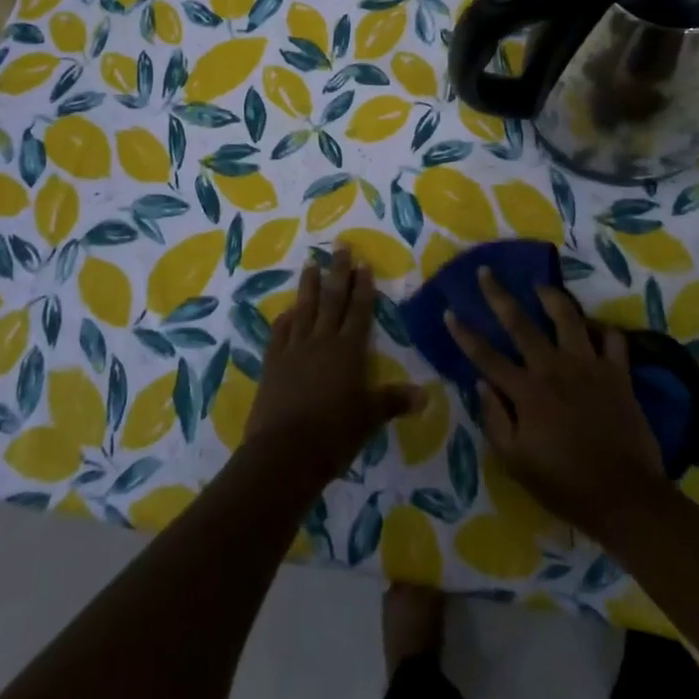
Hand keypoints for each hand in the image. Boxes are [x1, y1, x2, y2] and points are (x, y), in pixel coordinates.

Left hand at [246, 246, 419, 484]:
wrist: (284, 452)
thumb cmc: (334, 434)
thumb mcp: (369, 418)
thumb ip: (394, 401)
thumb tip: (425, 396)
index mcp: (348, 351)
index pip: (358, 311)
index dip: (362, 287)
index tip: (363, 262)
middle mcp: (322, 342)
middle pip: (332, 300)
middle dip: (338, 272)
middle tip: (340, 246)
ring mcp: (294, 350)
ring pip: (304, 309)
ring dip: (308, 285)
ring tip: (310, 263)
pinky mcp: (272, 364)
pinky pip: (279, 333)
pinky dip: (284, 319)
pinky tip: (286, 311)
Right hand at [446, 269, 666, 541]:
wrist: (625, 497)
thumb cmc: (565, 484)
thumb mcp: (516, 463)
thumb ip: (495, 420)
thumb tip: (481, 384)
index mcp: (526, 392)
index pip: (486, 356)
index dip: (465, 334)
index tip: (450, 311)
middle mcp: (554, 369)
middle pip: (520, 323)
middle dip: (499, 295)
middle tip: (486, 272)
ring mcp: (589, 367)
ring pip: (568, 317)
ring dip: (552, 297)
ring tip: (541, 287)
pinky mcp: (618, 373)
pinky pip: (613, 339)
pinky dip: (604, 330)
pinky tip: (595, 329)